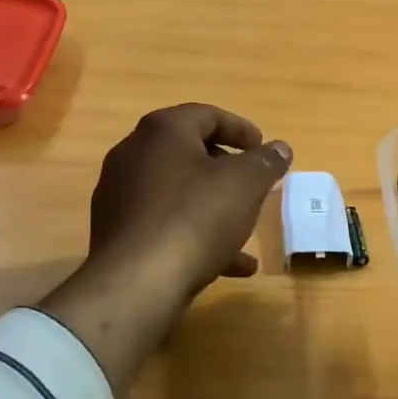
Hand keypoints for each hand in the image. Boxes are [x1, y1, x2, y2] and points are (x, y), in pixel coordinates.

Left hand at [40, 105, 291, 398]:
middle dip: (226, 169)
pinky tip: (230, 265)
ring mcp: (120, 195)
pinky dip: (195, 235)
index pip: (207, 115)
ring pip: (178, 193)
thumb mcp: (245, 185)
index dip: (241, 129)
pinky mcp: (117, 233)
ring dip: (214, 206)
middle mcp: (134, 154)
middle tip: (254, 184)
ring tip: (246, 228)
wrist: (136, 283)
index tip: (264, 148)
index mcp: (162, 131)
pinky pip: (164, 224)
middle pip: (188, 152)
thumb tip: (280, 148)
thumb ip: (265, 162)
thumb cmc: (195, 218)